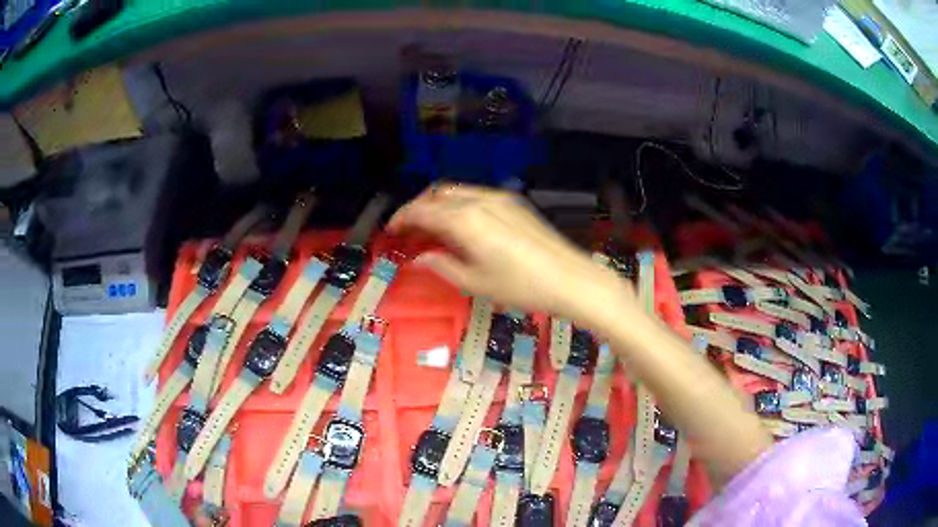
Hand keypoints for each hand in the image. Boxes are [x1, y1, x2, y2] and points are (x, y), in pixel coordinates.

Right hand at [388, 184, 634, 322]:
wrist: (570, 278)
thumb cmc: (520, 286)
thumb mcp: (475, 282)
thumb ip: (442, 266)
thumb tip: (418, 259)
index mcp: (465, 220)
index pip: (422, 210)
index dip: (402, 218)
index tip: (391, 230)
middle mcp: (479, 200)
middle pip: (437, 193)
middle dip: (418, 206)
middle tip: (409, 228)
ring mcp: (499, 197)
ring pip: (457, 190)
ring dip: (438, 203)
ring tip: (432, 227)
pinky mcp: (514, 202)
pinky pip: (475, 194)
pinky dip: (458, 203)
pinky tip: (461, 224)